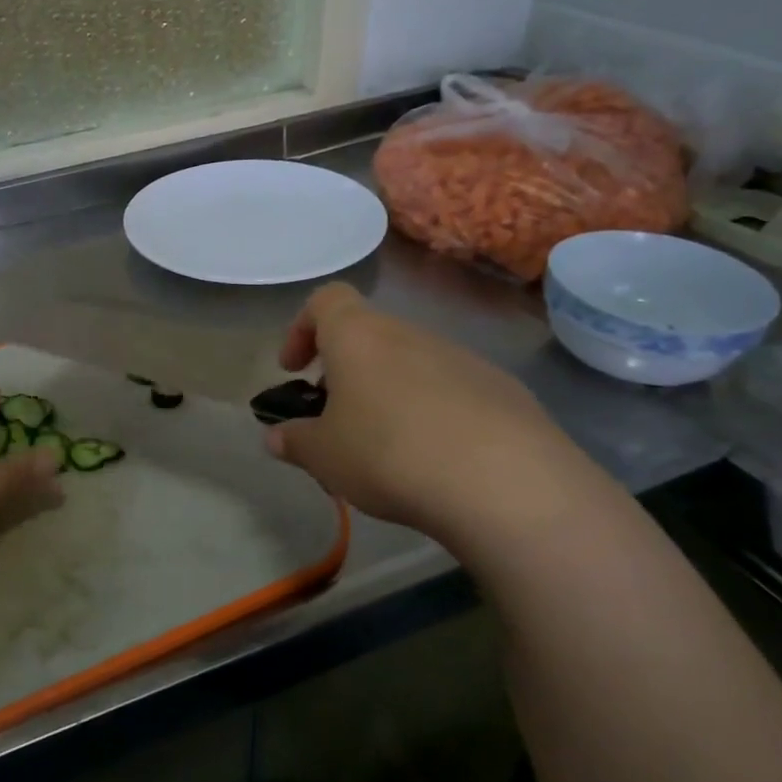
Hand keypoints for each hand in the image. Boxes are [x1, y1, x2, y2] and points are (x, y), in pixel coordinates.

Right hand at [264, 284, 593, 546]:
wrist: (505, 482)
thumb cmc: (389, 453)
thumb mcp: (324, 456)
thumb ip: (294, 441)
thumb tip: (276, 436)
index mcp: (359, 336)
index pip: (325, 300)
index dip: (302, 328)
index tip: (295, 370)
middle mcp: (409, 334)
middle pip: (368, 335)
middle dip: (345, 371)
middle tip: (336, 418)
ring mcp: (461, 358)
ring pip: (410, 363)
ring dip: (388, 392)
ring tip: (386, 447)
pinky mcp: (501, 388)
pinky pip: (451, 390)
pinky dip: (433, 412)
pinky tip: (436, 458)